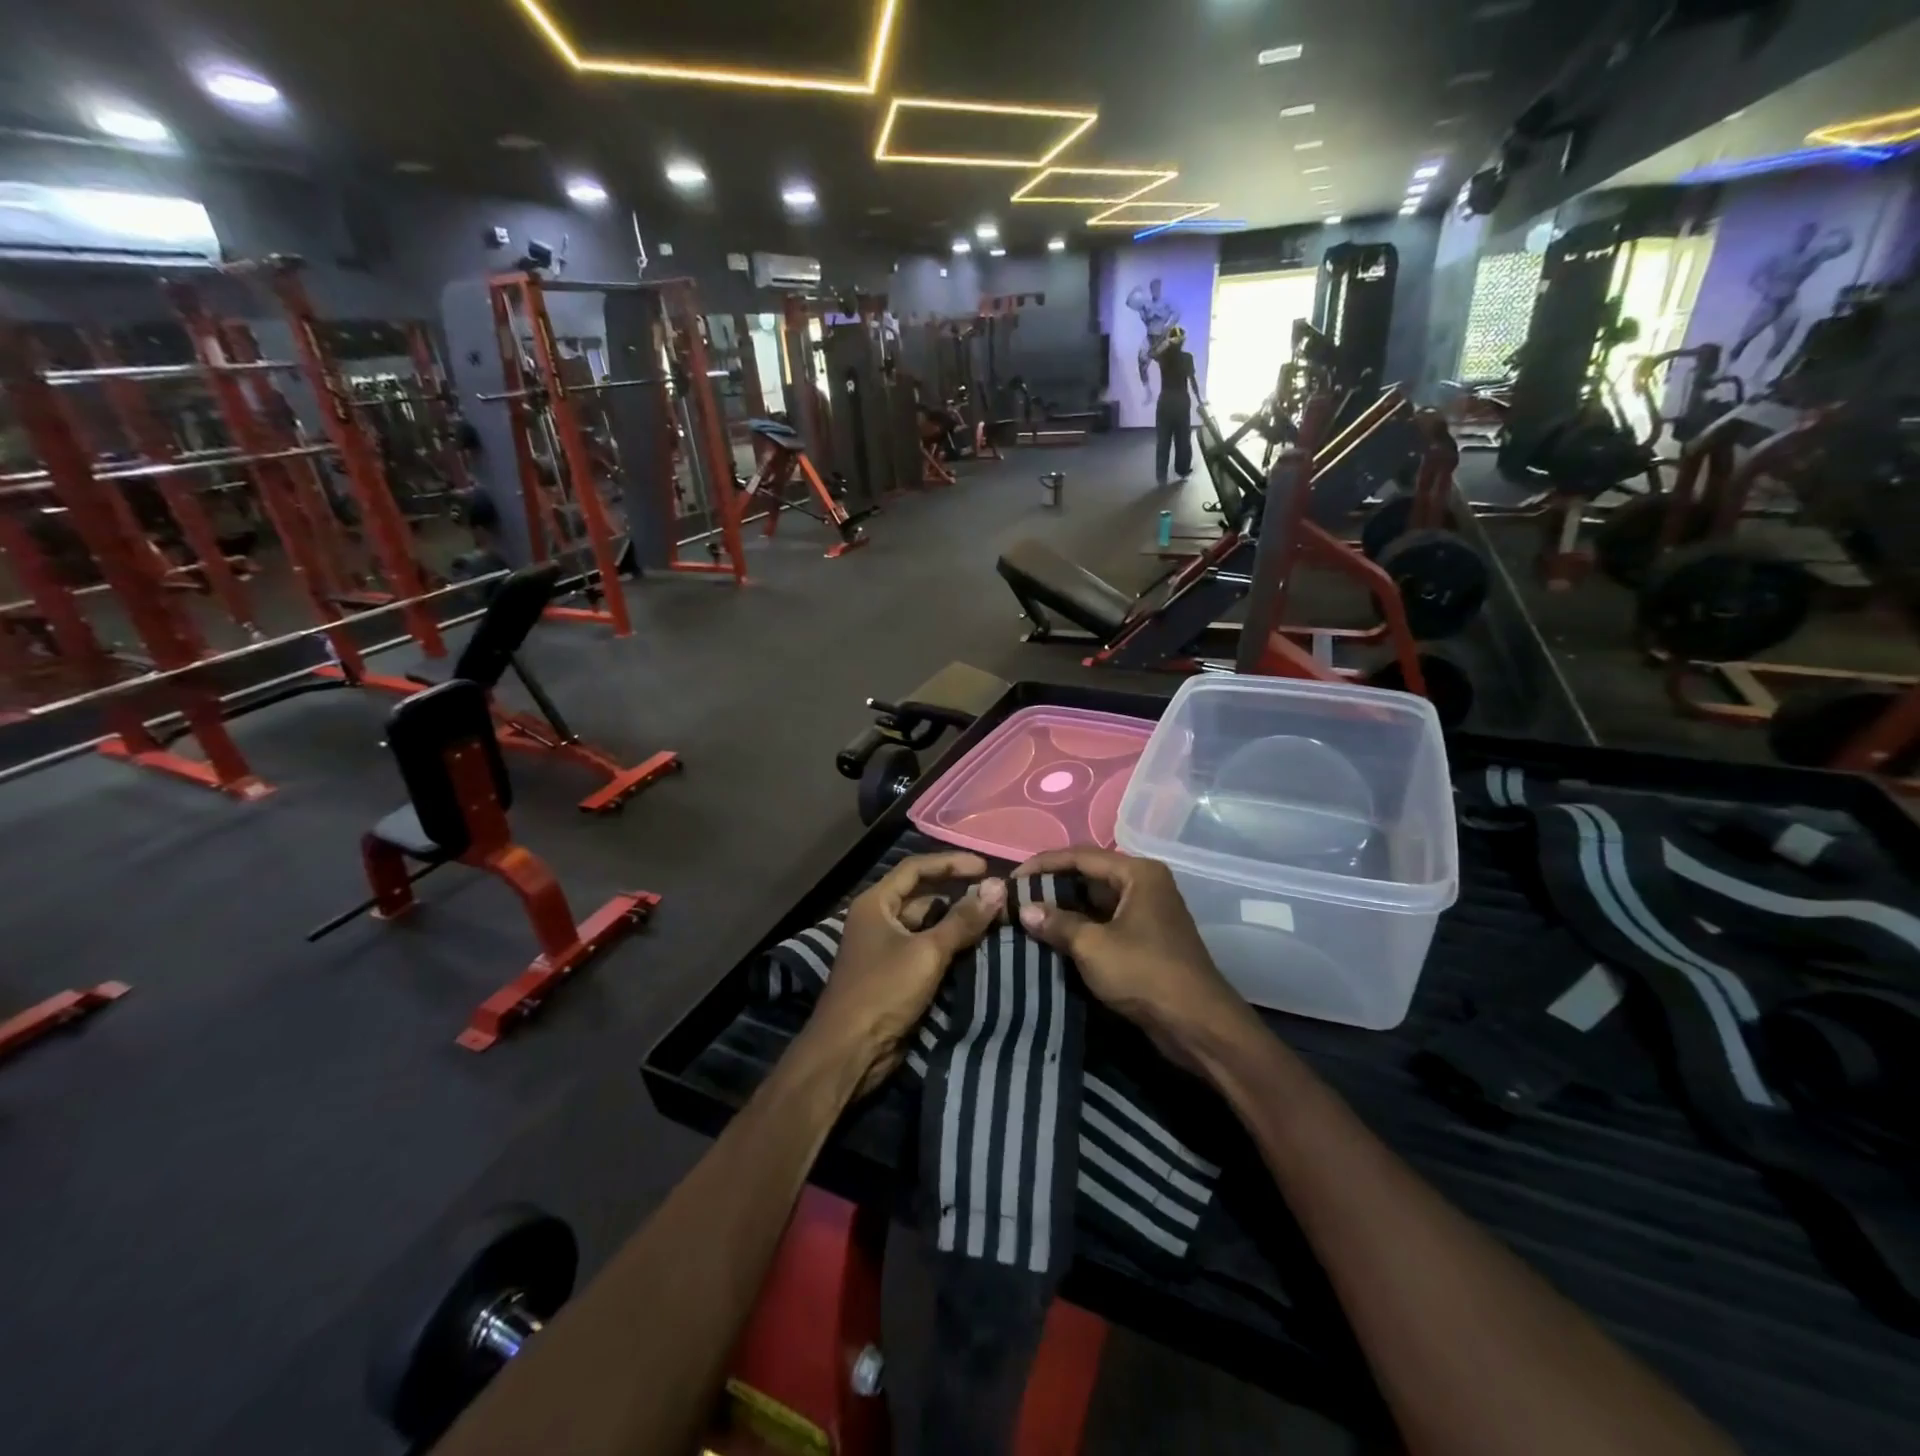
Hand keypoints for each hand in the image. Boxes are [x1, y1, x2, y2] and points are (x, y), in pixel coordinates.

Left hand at [807, 853, 1005, 1095]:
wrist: (849, 1052)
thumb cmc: (882, 991)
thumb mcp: (926, 952)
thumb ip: (963, 920)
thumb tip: (997, 888)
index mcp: (876, 903)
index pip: (916, 868)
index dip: (951, 863)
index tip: (986, 868)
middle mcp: (878, 919)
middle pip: (923, 896)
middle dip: (958, 896)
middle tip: (996, 899)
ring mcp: (886, 949)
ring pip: (927, 926)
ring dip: (957, 924)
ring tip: (995, 922)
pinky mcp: (895, 975)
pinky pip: (927, 951)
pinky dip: (950, 948)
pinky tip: (978, 950)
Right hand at [1009, 847, 1253, 1064]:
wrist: (1198, 1025)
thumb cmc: (1145, 974)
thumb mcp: (1093, 947)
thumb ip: (1057, 924)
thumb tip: (1024, 910)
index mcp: (1138, 873)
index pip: (1081, 856)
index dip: (1043, 865)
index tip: (1012, 879)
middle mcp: (1145, 884)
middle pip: (1089, 876)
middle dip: (1052, 887)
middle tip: (1016, 899)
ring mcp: (1147, 912)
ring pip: (1096, 902)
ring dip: (1064, 910)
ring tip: (1027, 917)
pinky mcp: (1146, 939)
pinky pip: (1105, 923)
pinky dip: (1080, 928)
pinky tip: (1053, 939)